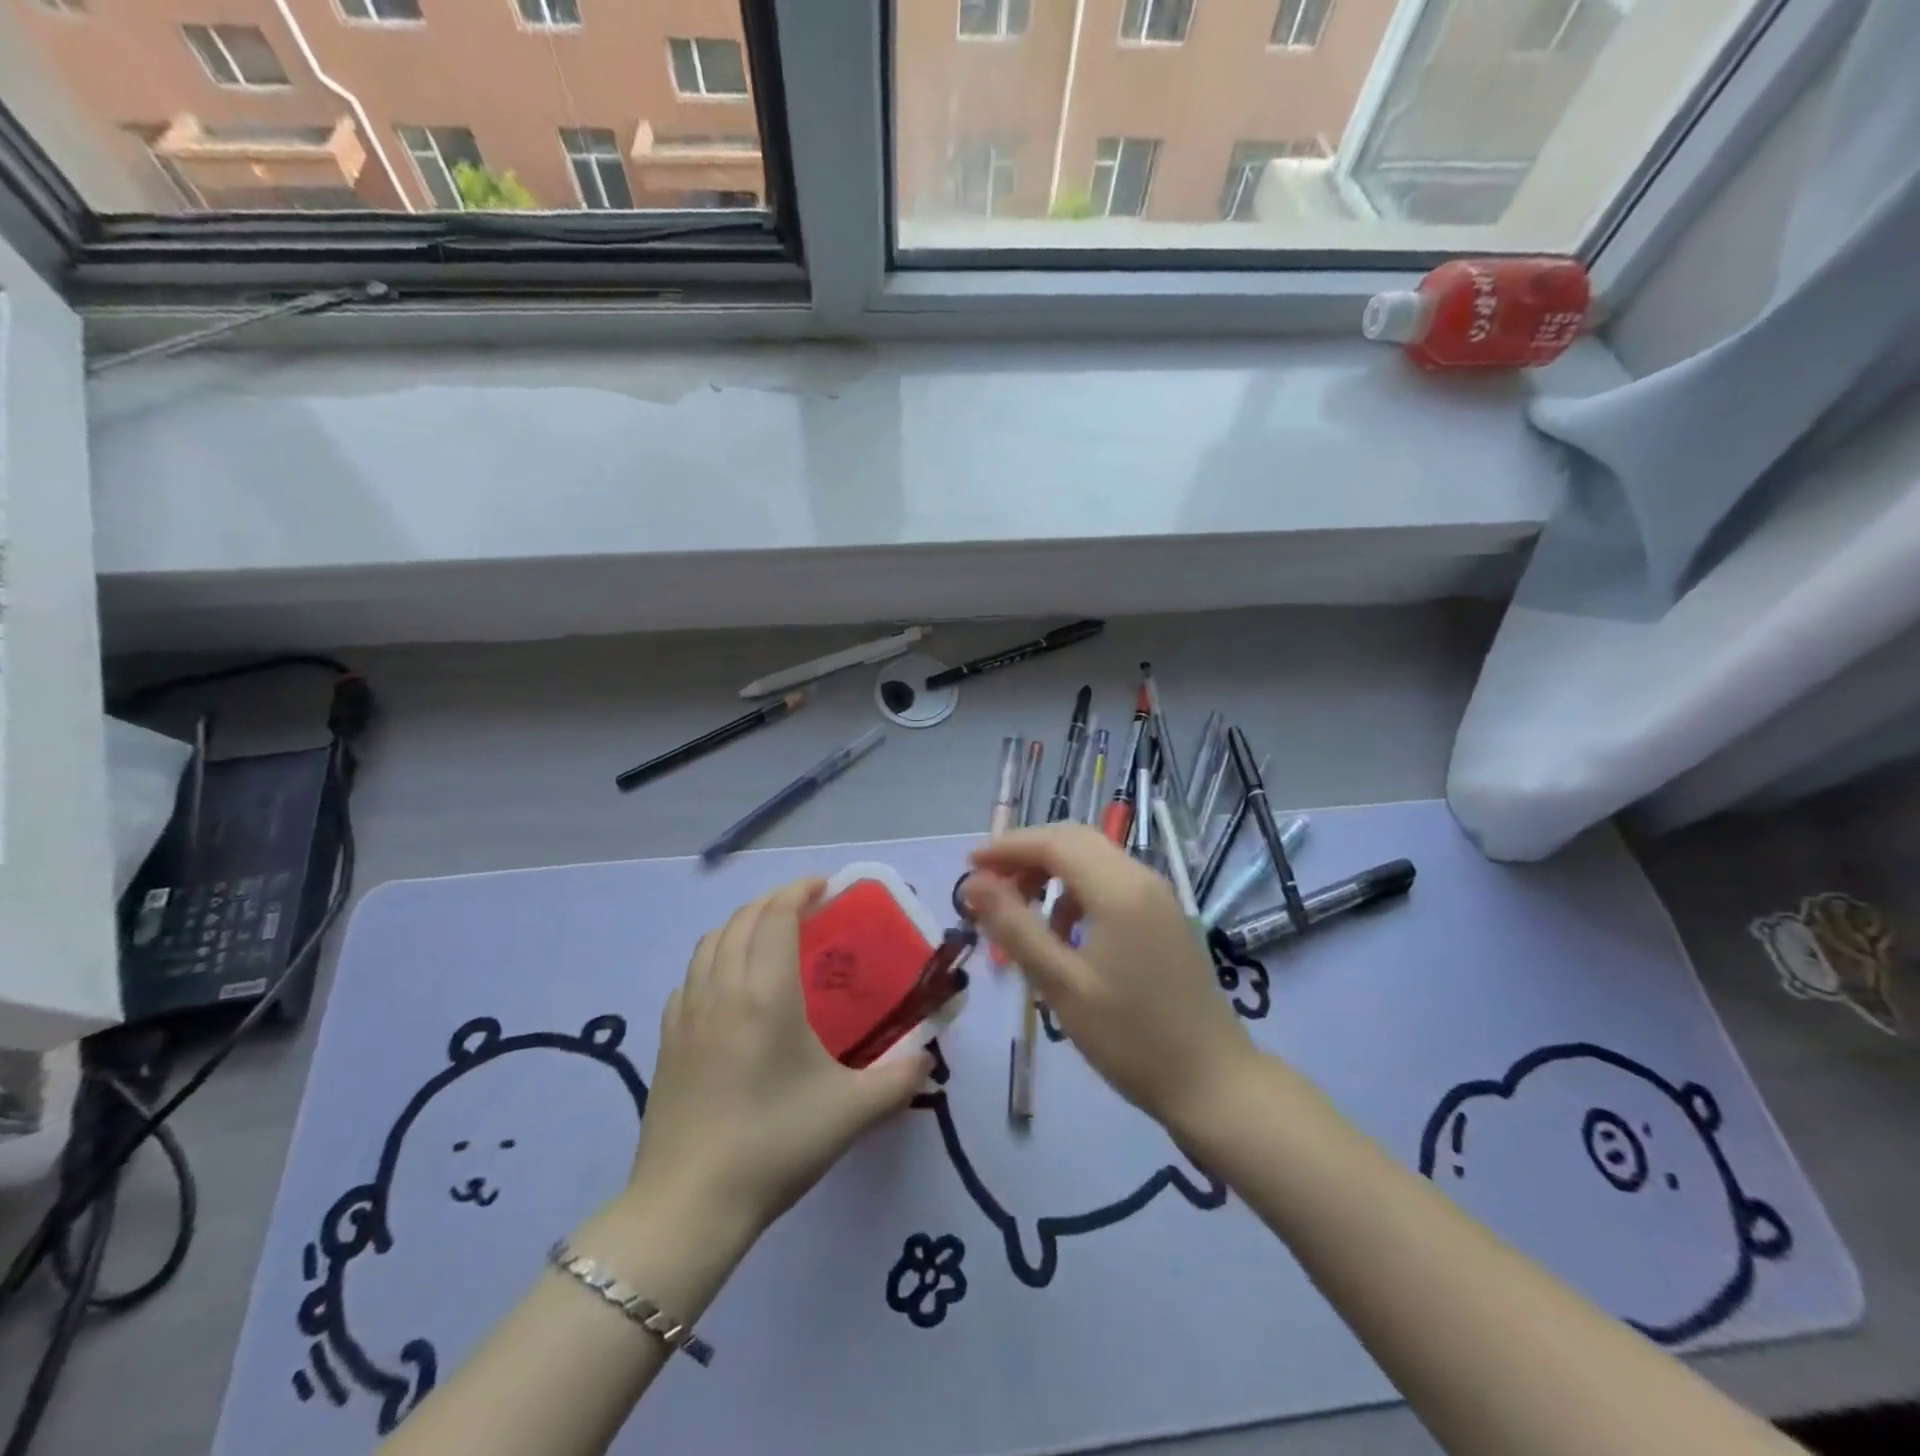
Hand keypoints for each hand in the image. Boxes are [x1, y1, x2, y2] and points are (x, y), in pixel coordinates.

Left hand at [626, 879, 931, 1241]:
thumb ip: (899, 1078)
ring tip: (767, 934)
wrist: (688, 1205)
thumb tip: (927, 1058)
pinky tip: (727, 984)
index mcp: (766, 993)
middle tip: (806, 906)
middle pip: (742, 919)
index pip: (777, 916)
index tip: (826, 885)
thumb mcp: (852, 1112)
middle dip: (774, 900)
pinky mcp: (667, 1040)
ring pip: (710, 942)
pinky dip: (714, 957)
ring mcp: (687, 1013)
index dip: (800, 890)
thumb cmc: (774, 1145)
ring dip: (741, 923)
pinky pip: (690, 976)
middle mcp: (722, 989)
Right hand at [963, 825, 1257, 1135]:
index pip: (1054, 842)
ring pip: (1094, 860)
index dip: (1007, 847)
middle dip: (1027, 855)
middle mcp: (1142, 878)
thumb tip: (972, 884)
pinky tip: (1063, 933)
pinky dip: (1077, 893)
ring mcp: (1158, 897)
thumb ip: (1014, 927)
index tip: (968, 866)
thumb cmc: (1130, 1037)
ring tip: (1019, 912)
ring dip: (1051, 873)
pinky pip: (1111, 883)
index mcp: (1119, 889)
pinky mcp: (1164, 917)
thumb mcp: (1061, 985)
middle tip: (988, 886)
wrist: (1213, 1083)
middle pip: (1075, 841)